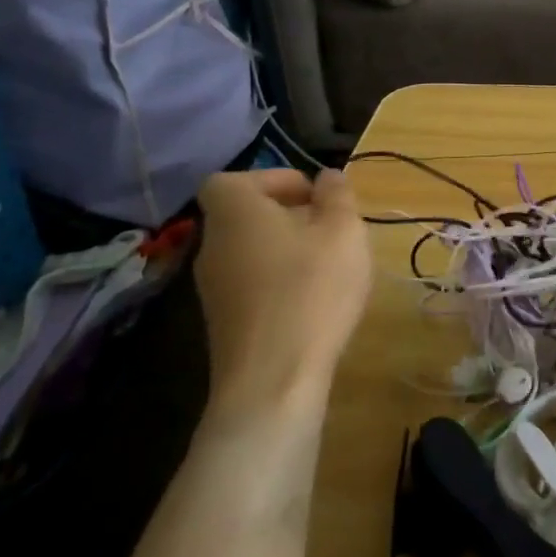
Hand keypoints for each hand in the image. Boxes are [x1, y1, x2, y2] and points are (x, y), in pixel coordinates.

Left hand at [194, 169, 371, 423]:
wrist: (273, 379)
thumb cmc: (311, 289)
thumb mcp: (343, 231)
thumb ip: (337, 196)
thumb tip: (328, 176)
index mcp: (234, 211)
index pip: (234, 179)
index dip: (274, 180)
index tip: (313, 196)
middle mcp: (212, 244)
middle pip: (245, 216)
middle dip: (289, 217)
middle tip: (330, 230)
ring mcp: (212, 288)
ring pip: (251, 252)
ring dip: (287, 251)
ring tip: (329, 266)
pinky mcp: (223, 323)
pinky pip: (252, 285)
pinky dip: (279, 283)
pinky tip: (313, 303)